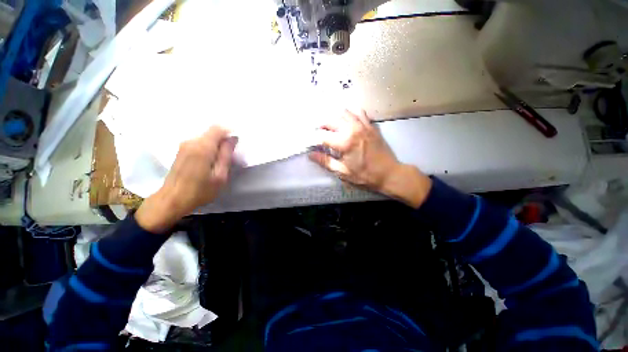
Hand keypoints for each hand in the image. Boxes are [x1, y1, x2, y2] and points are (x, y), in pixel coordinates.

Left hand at [136, 126, 236, 232]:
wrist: (172, 200)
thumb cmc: (200, 191)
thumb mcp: (220, 176)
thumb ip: (226, 155)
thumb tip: (233, 139)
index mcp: (203, 147)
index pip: (218, 128)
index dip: (230, 132)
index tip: (237, 143)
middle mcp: (191, 141)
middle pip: (212, 132)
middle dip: (224, 140)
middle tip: (231, 156)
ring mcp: (184, 145)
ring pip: (206, 138)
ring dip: (216, 145)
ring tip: (221, 161)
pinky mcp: (181, 150)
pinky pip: (199, 143)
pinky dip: (209, 148)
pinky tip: (210, 162)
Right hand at [309, 110, 431, 207]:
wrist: (388, 173)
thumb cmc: (364, 175)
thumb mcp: (343, 172)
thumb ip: (326, 161)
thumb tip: (310, 154)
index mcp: (344, 142)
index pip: (322, 136)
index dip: (314, 139)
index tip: (311, 143)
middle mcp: (352, 129)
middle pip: (331, 120)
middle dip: (321, 126)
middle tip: (319, 134)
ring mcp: (363, 125)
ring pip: (343, 113)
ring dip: (334, 118)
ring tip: (331, 127)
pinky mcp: (370, 125)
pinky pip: (359, 112)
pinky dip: (350, 114)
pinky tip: (348, 120)